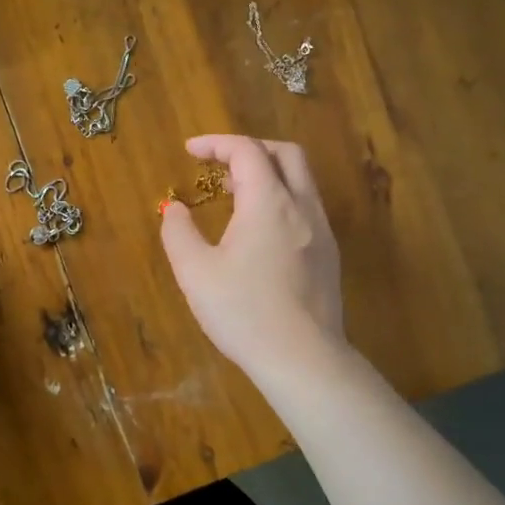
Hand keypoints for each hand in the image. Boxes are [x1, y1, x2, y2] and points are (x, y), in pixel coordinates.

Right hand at [159, 135, 347, 383]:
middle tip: (220, 164)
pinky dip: (280, 199)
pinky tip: (258, 230)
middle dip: (250, 149)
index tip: (190, 151)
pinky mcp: (329, 256)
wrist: (303, 360)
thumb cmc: (244, 312)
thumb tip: (175, 210)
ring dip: (268, 174)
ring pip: (301, 181)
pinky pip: (306, 207)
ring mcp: (322, 232)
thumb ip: (179, 233)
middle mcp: (302, 207)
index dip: (216, 143)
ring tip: (234, 194)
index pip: (247, 151)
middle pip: (285, 154)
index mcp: (269, 203)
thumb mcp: (195, 272)